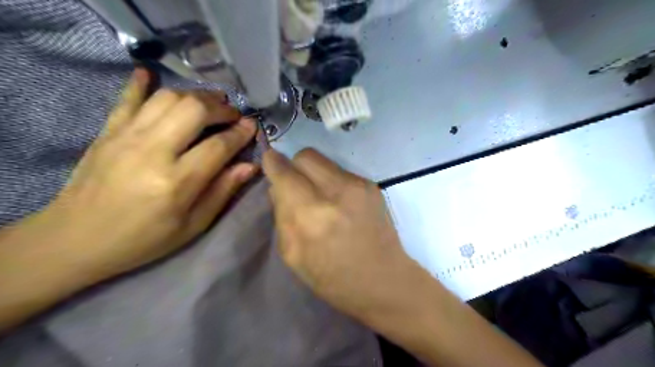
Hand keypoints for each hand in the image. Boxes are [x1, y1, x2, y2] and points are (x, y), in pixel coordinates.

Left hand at [34, 69, 255, 279]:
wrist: (76, 239)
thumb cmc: (144, 239)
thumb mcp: (193, 225)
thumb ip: (223, 191)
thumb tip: (250, 166)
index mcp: (177, 182)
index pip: (218, 146)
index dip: (240, 133)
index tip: (252, 126)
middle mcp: (153, 152)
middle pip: (194, 110)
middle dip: (221, 108)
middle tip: (233, 115)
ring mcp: (126, 137)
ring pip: (167, 98)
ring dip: (195, 95)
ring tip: (210, 103)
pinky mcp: (107, 132)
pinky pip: (127, 98)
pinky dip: (140, 83)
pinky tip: (149, 73)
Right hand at [259, 148, 419, 318]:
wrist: (383, 279)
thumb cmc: (333, 278)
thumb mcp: (293, 254)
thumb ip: (281, 215)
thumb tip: (278, 187)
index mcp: (310, 215)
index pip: (284, 172)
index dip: (273, 163)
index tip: (270, 162)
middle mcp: (335, 192)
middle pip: (305, 156)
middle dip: (295, 166)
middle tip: (296, 185)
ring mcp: (358, 186)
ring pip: (324, 160)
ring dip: (314, 173)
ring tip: (320, 196)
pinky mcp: (371, 186)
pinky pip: (341, 172)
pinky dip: (333, 181)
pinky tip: (340, 202)